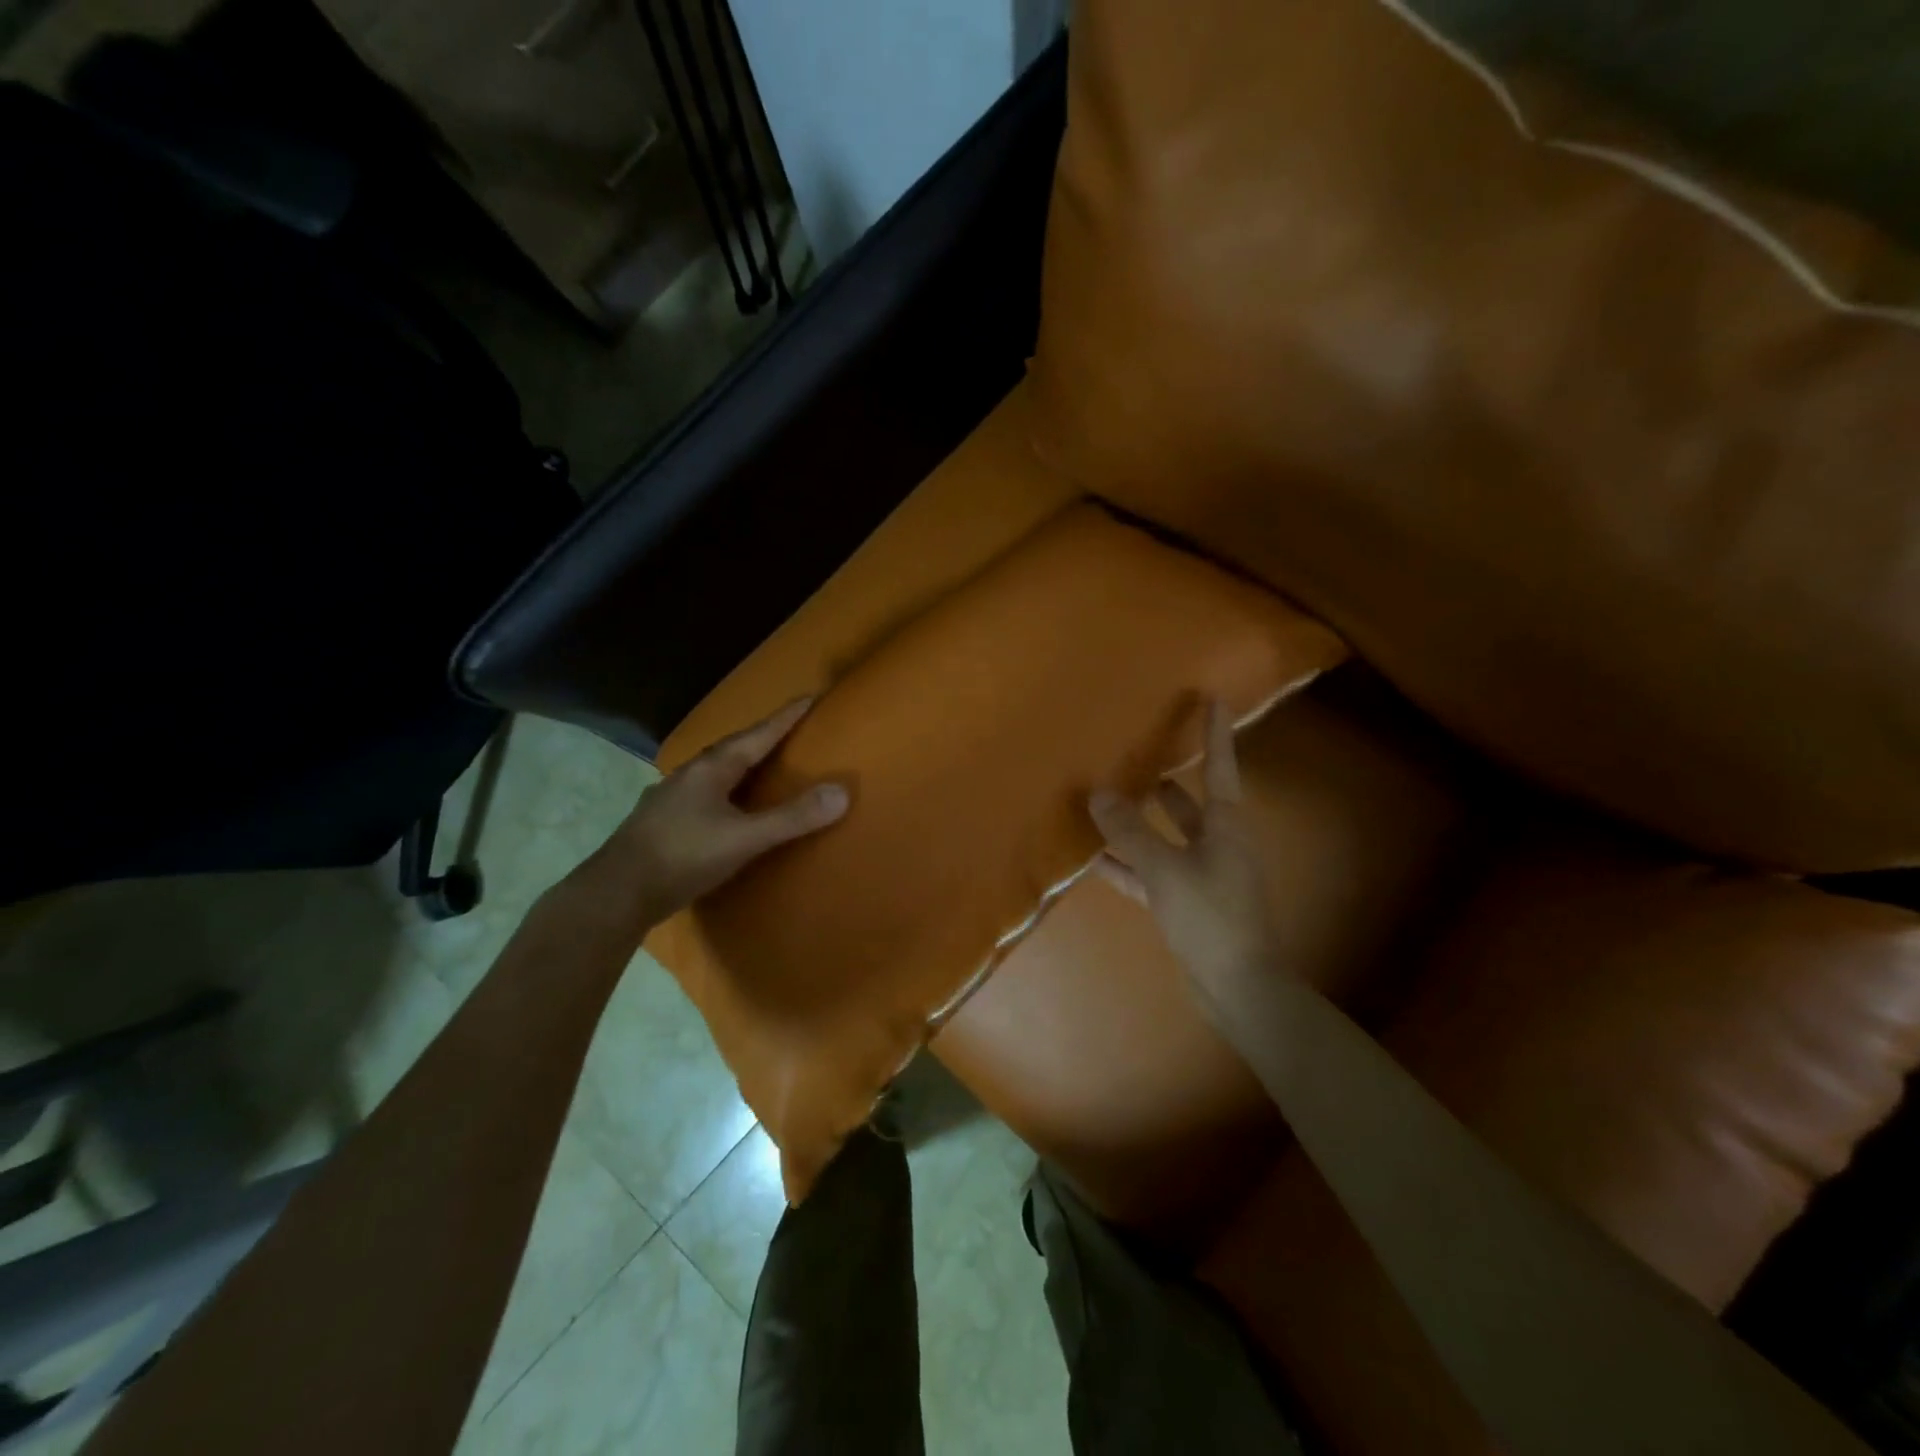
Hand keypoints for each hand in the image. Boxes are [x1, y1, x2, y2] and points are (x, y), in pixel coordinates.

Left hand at [577, 697, 848, 929]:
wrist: (615, 893)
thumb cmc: (683, 857)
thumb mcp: (744, 839)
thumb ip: (792, 817)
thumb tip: (842, 792)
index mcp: (711, 769)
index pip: (757, 735)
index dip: (785, 717)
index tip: (809, 696)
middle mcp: (689, 775)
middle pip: (733, 749)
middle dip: (762, 739)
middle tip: (790, 732)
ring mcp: (670, 798)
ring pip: (714, 772)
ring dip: (740, 766)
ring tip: (762, 768)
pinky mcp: (660, 822)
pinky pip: (702, 795)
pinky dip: (724, 792)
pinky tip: (725, 808)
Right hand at [1087, 701, 1284, 1028]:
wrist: (1239, 987)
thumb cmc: (1211, 917)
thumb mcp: (1165, 869)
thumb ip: (1130, 832)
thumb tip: (1098, 792)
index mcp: (1225, 826)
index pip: (1219, 767)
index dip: (1215, 733)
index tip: (1214, 698)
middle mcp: (1217, 844)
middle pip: (1190, 803)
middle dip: (1168, 781)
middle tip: (1140, 754)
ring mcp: (1202, 876)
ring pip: (1166, 839)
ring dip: (1141, 824)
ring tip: (1108, 800)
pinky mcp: (1186, 904)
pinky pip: (1152, 873)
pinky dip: (1128, 865)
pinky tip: (1095, 859)